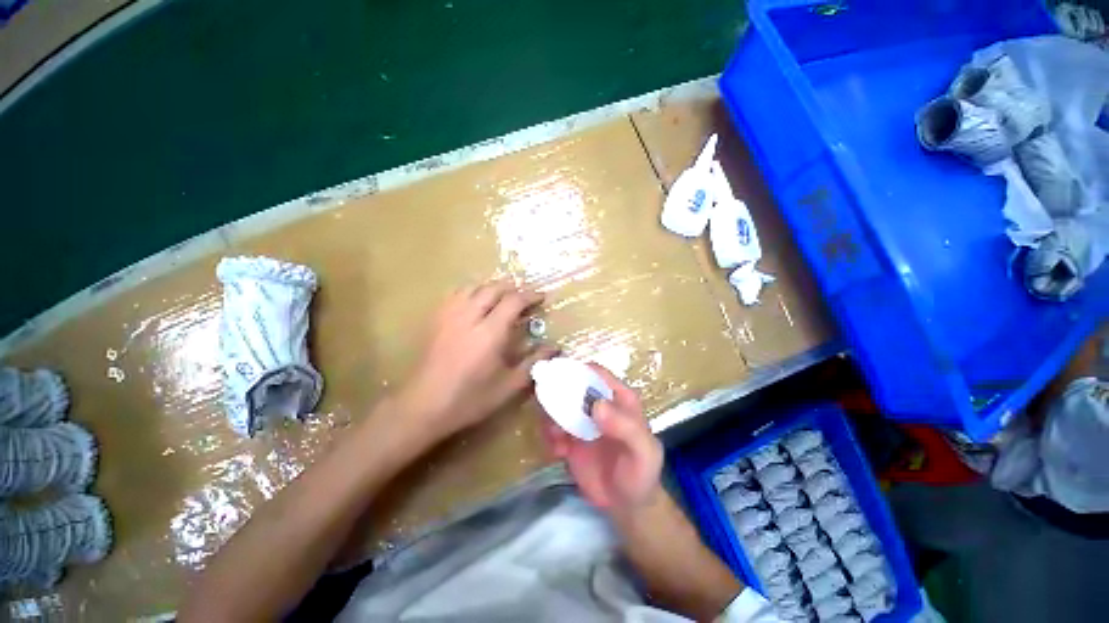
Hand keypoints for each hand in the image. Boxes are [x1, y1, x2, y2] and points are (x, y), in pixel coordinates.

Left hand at [398, 280, 556, 439]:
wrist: (423, 407)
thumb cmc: (470, 399)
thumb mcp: (508, 386)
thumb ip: (534, 363)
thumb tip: (555, 348)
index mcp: (490, 333)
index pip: (513, 301)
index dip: (530, 295)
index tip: (541, 297)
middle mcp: (470, 317)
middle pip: (493, 288)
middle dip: (512, 288)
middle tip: (523, 298)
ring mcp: (449, 316)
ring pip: (473, 287)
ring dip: (491, 288)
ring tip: (501, 297)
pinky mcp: (435, 320)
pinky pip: (455, 294)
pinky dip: (471, 292)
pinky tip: (474, 303)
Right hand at [542, 364, 663, 514]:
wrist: (627, 506)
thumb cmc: (641, 474)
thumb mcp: (643, 452)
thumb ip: (626, 427)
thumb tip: (596, 404)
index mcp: (619, 398)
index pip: (597, 373)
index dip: (578, 371)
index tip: (560, 379)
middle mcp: (597, 404)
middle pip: (572, 385)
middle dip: (557, 393)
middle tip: (551, 410)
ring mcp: (581, 421)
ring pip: (557, 405)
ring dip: (550, 416)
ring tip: (556, 437)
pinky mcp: (569, 438)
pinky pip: (551, 428)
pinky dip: (548, 436)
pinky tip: (558, 452)